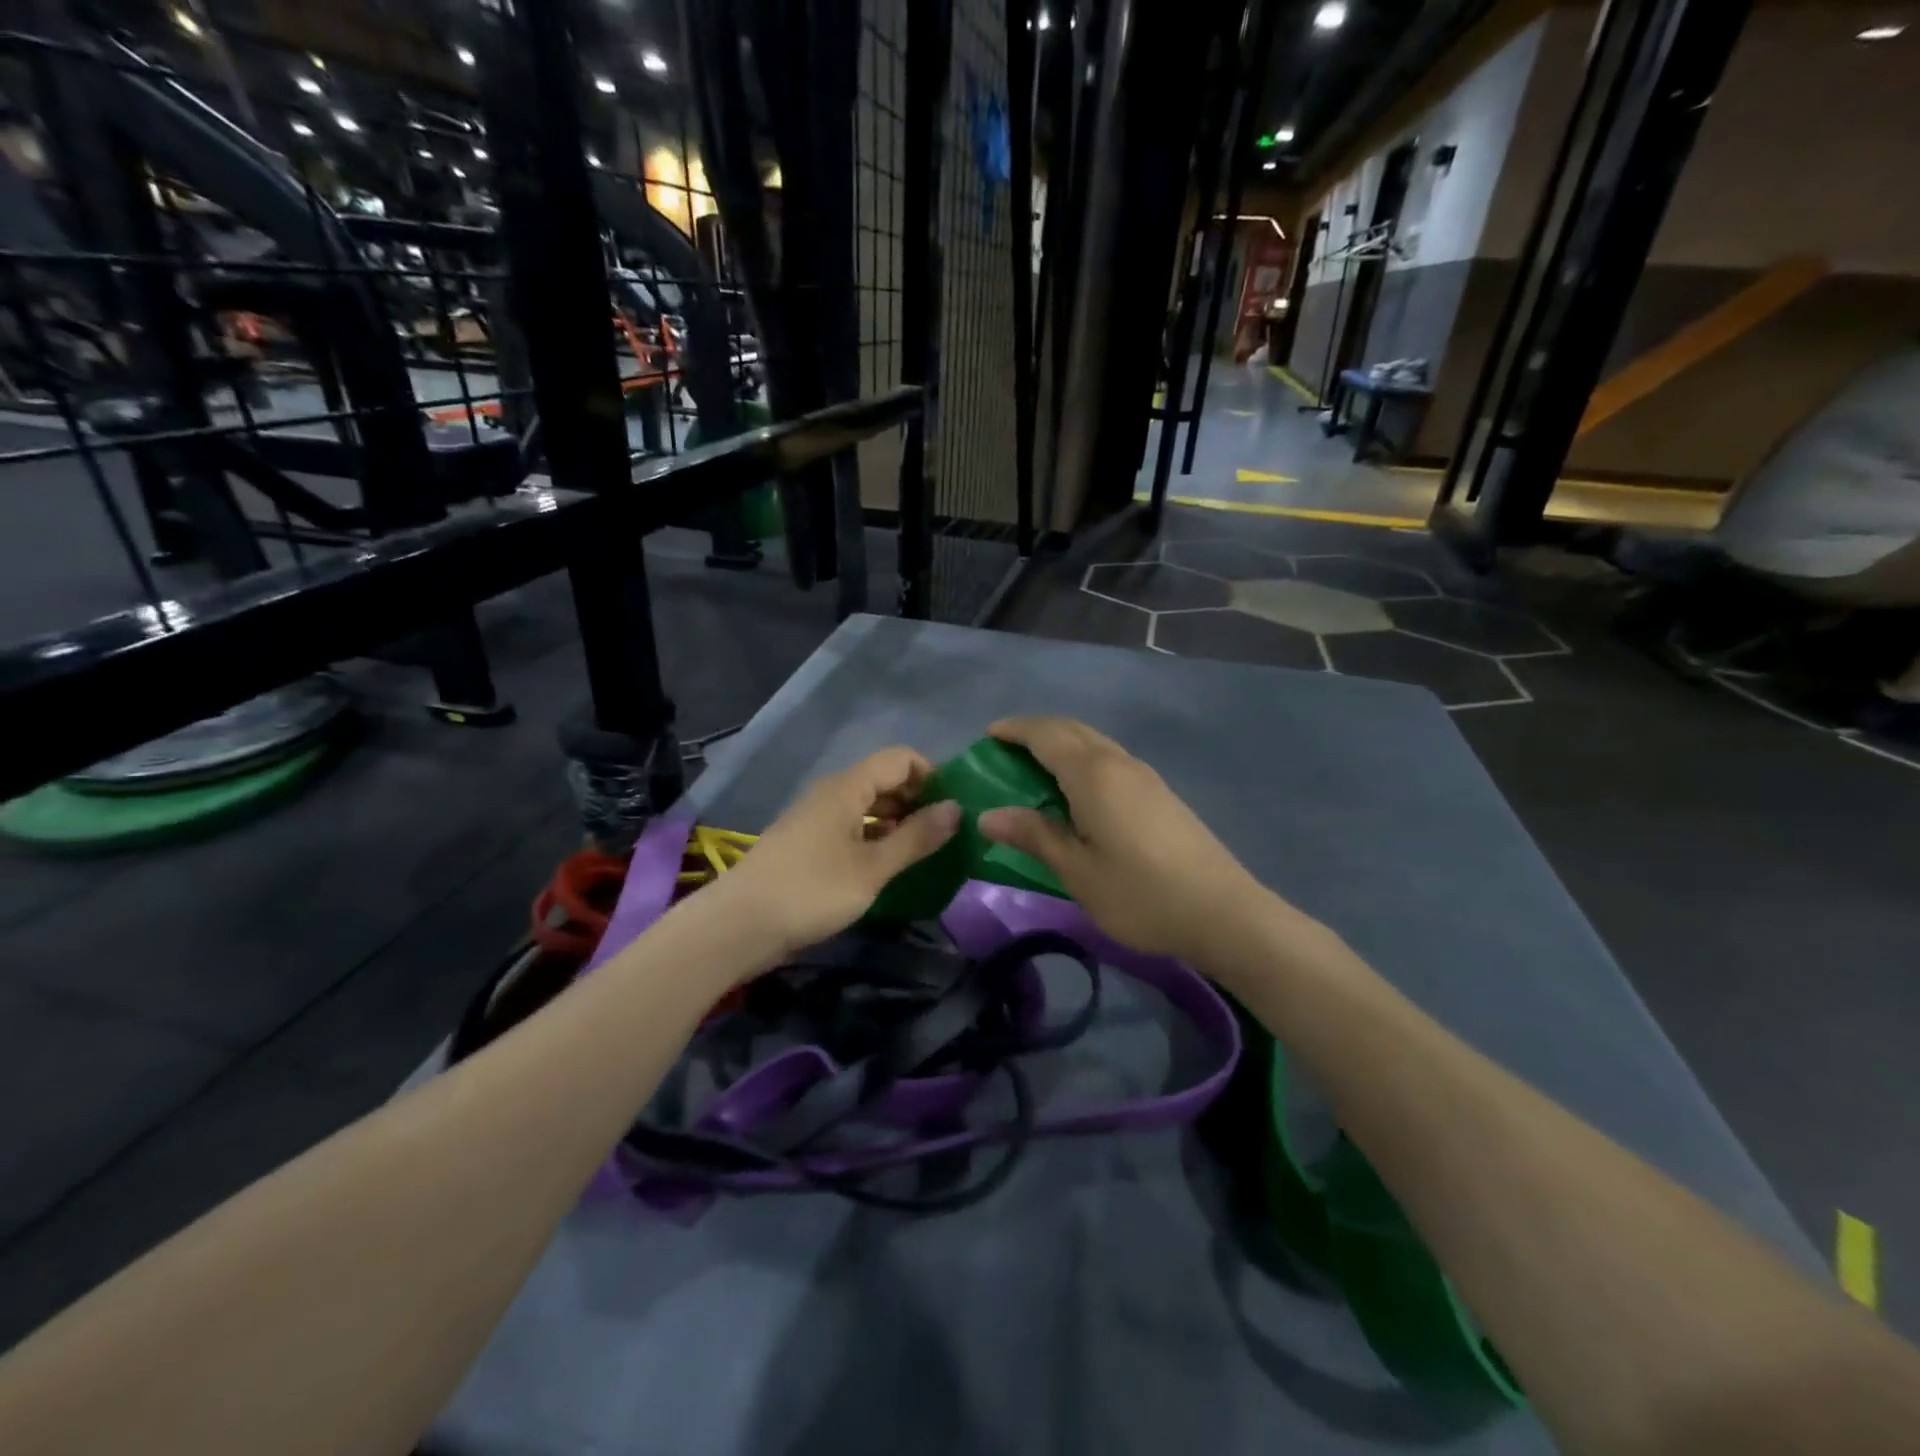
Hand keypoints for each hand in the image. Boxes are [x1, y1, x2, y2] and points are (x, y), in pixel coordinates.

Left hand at [709, 747, 961, 960]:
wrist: (739, 925)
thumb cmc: (811, 891)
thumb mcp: (872, 868)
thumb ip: (916, 837)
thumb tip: (956, 809)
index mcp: (847, 787)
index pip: (900, 758)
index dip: (931, 775)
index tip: (953, 808)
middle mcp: (831, 793)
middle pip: (884, 780)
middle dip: (918, 800)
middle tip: (946, 833)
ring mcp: (817, 817)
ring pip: (868, 805)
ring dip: (898, 821)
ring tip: (925, 851)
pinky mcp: (808, 843)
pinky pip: (852, 826)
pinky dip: (876, 837)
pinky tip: (889, 864)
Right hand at [977, 717, 1272, 962]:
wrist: (1222, 912)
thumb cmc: (1140, 895)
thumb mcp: (1077, 871)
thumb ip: (1034, 836)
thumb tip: (988, 814)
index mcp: (1094, 775)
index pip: (1046, 735)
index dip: (1014, 730)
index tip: (987, 736)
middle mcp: (1119, 763)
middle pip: (1071, 729)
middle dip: (1035, 731)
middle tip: (1005, 750)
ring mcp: (1144, 776)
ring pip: (1094, 742)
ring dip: (1061, 744)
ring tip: (1034, 769)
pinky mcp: (1159, 793)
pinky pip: (1110, 759)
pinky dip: (1082, 760)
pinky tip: (1076, 792)